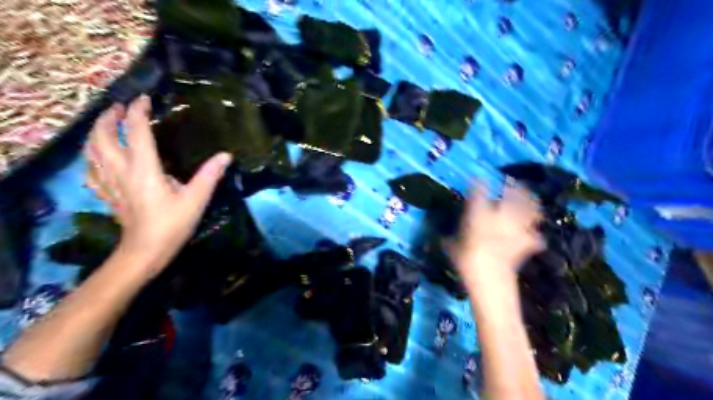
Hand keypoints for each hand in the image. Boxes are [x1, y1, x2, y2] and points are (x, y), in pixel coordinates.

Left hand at [84, 95, 232, 274]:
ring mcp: (109, 182)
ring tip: (107, 124)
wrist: (145, 251)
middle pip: (102, 135)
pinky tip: (99, 155)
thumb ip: (210, 175)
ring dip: (96, 132)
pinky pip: (91, 168)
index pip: (135, 131)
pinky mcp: (107, 193)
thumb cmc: (172, 224)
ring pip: (91, 149)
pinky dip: (92, 155)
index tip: (145, 99)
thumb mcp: (196, 199)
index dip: (138, 111)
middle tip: (122, 108)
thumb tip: (226, 155)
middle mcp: (121, 170)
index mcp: (144, 169)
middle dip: (109, 117)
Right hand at [451, 180, 546, 287]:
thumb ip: (450, 239)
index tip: (478, 179)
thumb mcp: (451, 248)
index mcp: (479, 214)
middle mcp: (500, 216)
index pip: (479, 192)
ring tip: (530, 200)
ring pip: (530, 210)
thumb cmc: (466, 260)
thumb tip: (442, 238)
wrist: (490, 279)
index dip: (479, 183)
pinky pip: (535, 237)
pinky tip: (533, 235)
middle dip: (514, 187)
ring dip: (531, 204)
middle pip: (513, 195)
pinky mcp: (525, 243)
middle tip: (512, 182)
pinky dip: (535, 236)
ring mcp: (516, 229)